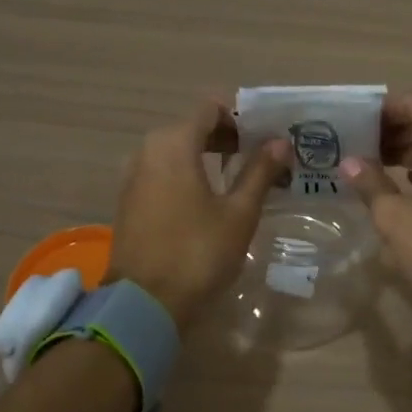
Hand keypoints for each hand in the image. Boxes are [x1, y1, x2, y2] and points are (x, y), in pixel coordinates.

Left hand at [107, 101, 288, 330]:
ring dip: (209, 156)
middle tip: (263, 156)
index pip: (211, 107)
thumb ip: (259, 171)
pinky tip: (212, 197)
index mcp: (174, 143)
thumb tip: (280, 141)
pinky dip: (189, 173)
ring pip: (178, 150)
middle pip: (194, 127)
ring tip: (243, 177)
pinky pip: (164, 171)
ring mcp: (134, 175)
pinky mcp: (130, 199)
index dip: (241, 114)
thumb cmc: (197, 252)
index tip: (268, 132)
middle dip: (229, 136)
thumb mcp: (238, 213)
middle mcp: (148, 149)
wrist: (142, 304)